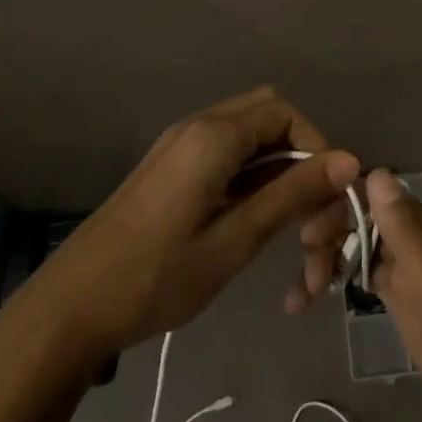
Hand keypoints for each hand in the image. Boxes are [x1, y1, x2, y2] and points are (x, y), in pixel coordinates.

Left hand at [11, 87, 359, 359]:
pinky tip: (259, 233)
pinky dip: (255, 188)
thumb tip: (349, 160)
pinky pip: (228, 162)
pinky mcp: (174, 173)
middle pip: (272, 121)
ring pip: (252, 146)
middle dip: (303, 165)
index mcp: (213, 136)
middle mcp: (199, 128)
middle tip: (312, 221)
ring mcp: (183, 149)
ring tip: (294, 245)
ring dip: (282, 183)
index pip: (287, 114)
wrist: (72, 307)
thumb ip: (292, 194)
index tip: (326, 202)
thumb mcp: (235, 239)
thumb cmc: (156, 276)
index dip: (317, 150)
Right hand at [290, 168, 421, 421]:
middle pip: (371, 222)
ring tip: (299, 298)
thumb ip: (414, 241)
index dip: (340, 208)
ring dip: (332, 262)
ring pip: (370, 252)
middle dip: (332, 238)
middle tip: (304, 280)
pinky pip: (379, 284)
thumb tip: (377, 174)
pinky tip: (319, 303)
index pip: (381, 197)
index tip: (307, 239)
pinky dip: (348, 287)